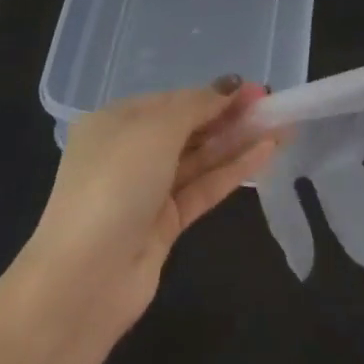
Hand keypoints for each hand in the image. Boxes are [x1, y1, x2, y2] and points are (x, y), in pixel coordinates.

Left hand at [26, 77, 280, 325]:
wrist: (84, 277)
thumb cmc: (114, 183)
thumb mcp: (154, 130)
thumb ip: (196, 106)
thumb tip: (230, 85)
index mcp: (113, 122)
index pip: (170, 100)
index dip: (211, 94)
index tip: (251, 88)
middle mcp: (128, 153)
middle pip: (187, 128)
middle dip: (228, 115)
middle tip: (271, 103)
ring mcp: (146, 191)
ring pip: (199, 159)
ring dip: (237, 141)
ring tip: (279, 125)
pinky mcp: (165, 224)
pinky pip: (203, 188)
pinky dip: (233, 171)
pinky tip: (266, 153)